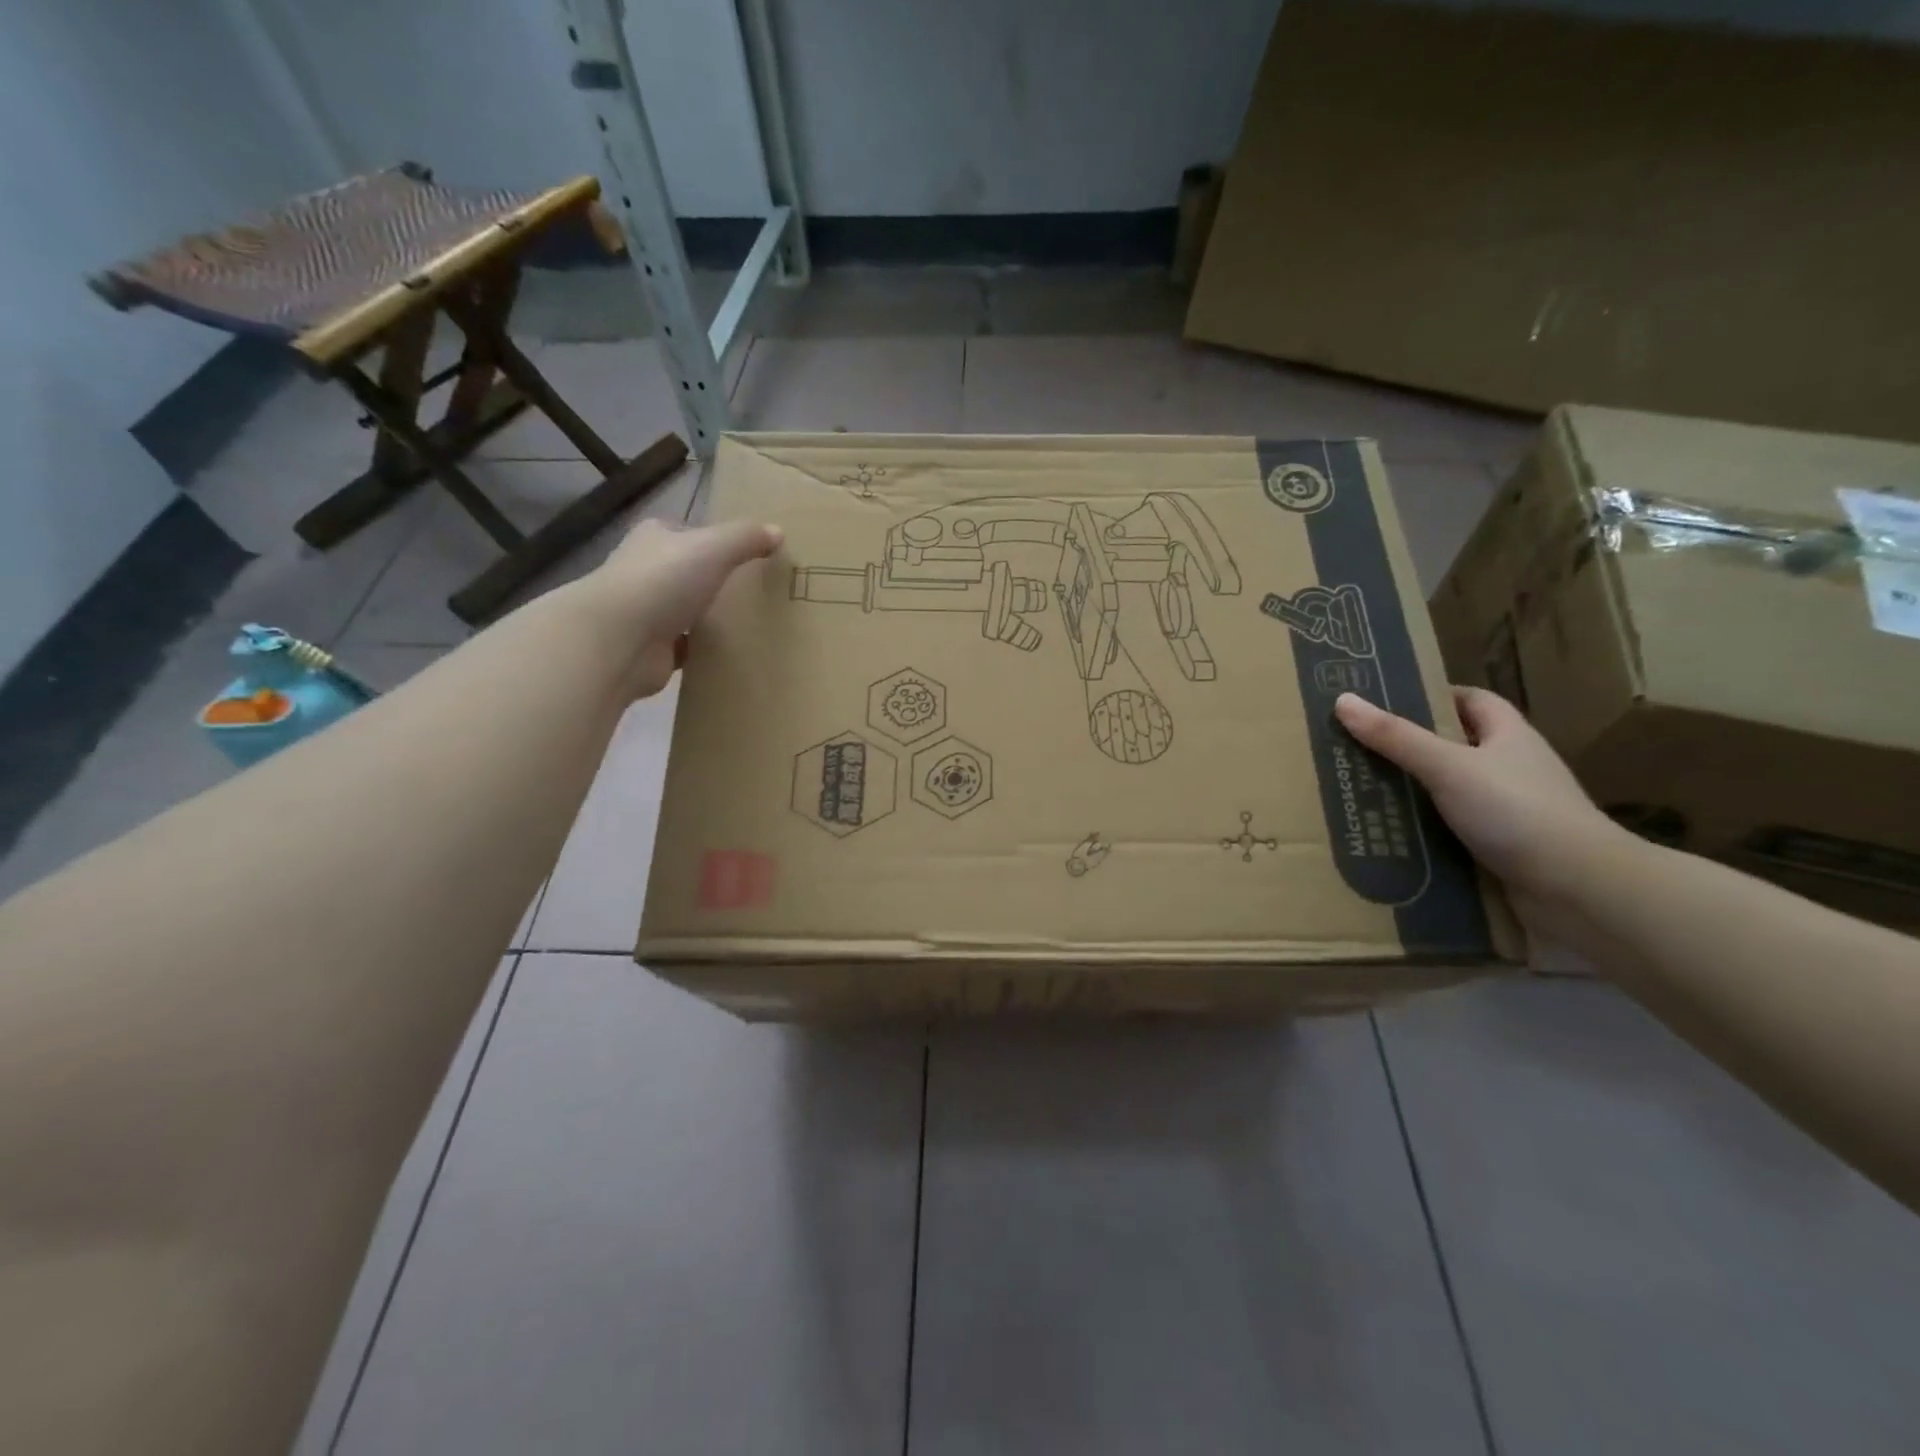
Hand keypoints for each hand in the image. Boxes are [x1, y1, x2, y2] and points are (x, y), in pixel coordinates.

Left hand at [587, 517, 783, 697]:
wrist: (619, 640)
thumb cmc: (663, 581)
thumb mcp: (714, 548)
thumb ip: (746, 538)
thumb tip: (778, 531)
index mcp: (653, 539)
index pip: (685, 532)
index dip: (711, 540)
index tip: (743, 554)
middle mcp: (644, 571)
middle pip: (684, 571)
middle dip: (710, 580)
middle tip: (750, 590)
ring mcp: (644, 612)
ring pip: (682, 609)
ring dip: (704, 616)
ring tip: (745, 622)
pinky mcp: (650, 648)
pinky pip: (683, 645)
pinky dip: (699, 649)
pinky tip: (726, 652)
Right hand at [1333, 686, 1630, 906]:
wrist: (1578, 888)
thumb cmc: (1517, 811)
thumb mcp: (1448, 766)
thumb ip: (1395, 737)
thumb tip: (1343, 700)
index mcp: (1508, 735)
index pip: (1471, 701)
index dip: (1431, 696)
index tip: (1385, 703)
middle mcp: (1510, 767)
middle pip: (1453, 746)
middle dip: (1409, 747)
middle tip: (1355, 749)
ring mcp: (1508, 810)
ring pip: (1449, 791)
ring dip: (1412, 793)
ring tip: (1358, 792)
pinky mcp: (1500, 847)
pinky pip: (1451, 830)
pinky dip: (1423, 831)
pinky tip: (1388, 835)